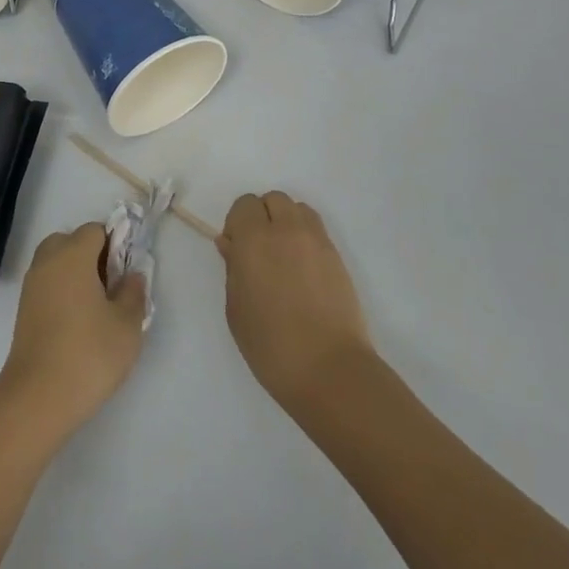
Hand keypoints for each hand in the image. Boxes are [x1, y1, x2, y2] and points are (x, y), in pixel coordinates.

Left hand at [0, 222, 146, 439]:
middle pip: (70, 241)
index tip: (127, 272)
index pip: (94, 230)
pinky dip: (62, 291)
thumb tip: (131, 275)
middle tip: (111, 286)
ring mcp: (31, 285)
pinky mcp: (23, 309)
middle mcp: (47, 262)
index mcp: (72, 255)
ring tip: (97, 307)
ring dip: (76, 273)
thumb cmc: (88, 354)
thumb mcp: (127, 325)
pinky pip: (47, 284)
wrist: (37, 397)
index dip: (115, 244)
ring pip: (56, 263)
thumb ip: (133, 293)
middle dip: (92, 256)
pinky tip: (79, 322)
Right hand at [219, 191, 373, 413]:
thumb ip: (233, 269)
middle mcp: (286, 230)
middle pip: (273, 199)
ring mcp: (317, 241)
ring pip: (298, 209)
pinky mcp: (337, 257)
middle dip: (262, 216)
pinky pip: (316, 229)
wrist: (328, 369)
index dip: (237, 223)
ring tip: (283, 256)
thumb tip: (231, 245)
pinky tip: (302, 269)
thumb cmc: (270, 344)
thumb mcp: (236, 309)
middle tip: (259, 250)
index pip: (244, 205)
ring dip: (286, 221)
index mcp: (254, 240)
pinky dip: (305, 236)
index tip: (236, 249)